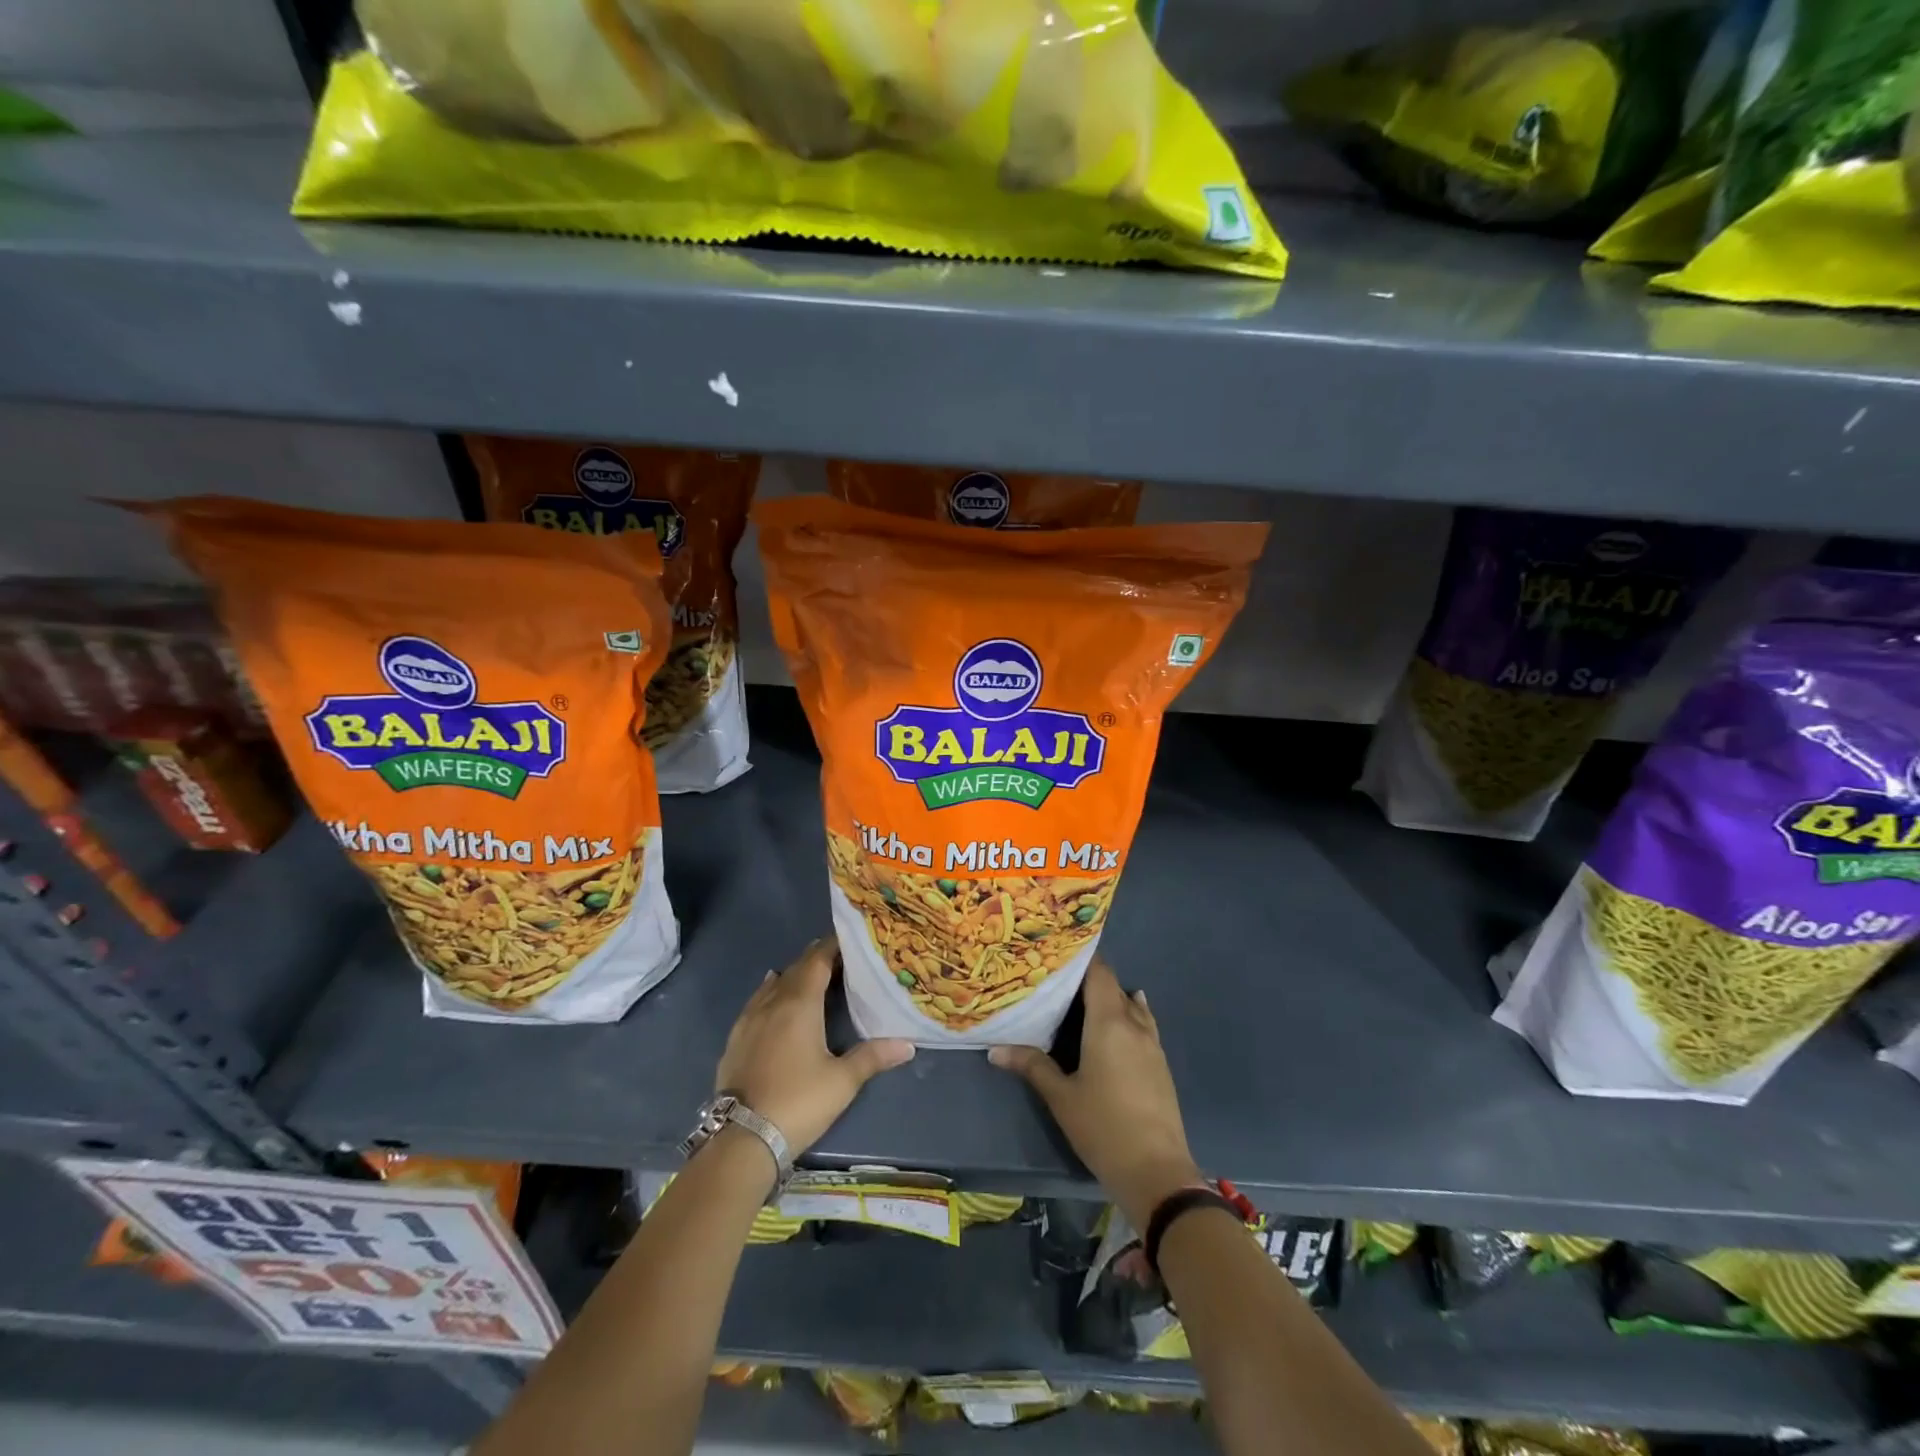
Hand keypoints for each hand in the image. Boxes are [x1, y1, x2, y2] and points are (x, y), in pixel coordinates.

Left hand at [715, 935, 914, 1157]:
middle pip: (796, 968)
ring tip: (809, 973)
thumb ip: (873, 1057)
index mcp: (800, 1003)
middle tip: (838, 956)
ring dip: (792, 974)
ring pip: (773, 984)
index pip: (817, 961)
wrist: (742, 1138)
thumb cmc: (798, 1102)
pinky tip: (771, 995)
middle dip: (816, 958)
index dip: (832, 946)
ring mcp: (749, 1020)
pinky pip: (756, 1002)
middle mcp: (773, 1002)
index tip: (849, 939)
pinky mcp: (735, 1039)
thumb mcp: (842, 1081)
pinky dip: (770, 992)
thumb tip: (909, 1045)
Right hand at [989, 959, 1200, 1230]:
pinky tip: (1118, 1023)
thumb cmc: (1103, 1127)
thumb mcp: (1061, 1097)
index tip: (1057, 953)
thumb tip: (995, 1049)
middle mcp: (1134, 1024)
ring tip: (1083, 998)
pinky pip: (1143, 1024)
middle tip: (1058, 979)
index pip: (1098, 973)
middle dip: (1089, 979)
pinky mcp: (1161, 1064)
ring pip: (1131, 1005)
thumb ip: (1032, 1066)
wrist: (1157, 1172)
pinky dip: (1128, 1015)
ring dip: (1110, 998)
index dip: (1080, 959)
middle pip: (1113, 987)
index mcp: (1109, 1022)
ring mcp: (1152, 1044)